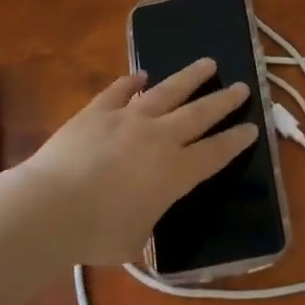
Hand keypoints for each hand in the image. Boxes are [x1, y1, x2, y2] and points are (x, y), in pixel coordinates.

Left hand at [23, 58, 258, 265]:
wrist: (52, 206)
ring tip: (207, 63)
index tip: (252, 127)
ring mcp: (128, 119)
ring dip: (190, 77)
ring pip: (167, 91)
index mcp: (176, 173)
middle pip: (200, 114)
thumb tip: (142, 219)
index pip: (216, 153)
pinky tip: (140, 75)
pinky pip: (119, 91)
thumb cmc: (97, 233)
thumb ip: (146, 223)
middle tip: (241, 87)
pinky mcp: (97, 111)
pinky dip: (131, 82)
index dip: (236, 140)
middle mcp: (159, 138)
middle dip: (223, 100)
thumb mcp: (134, 241)